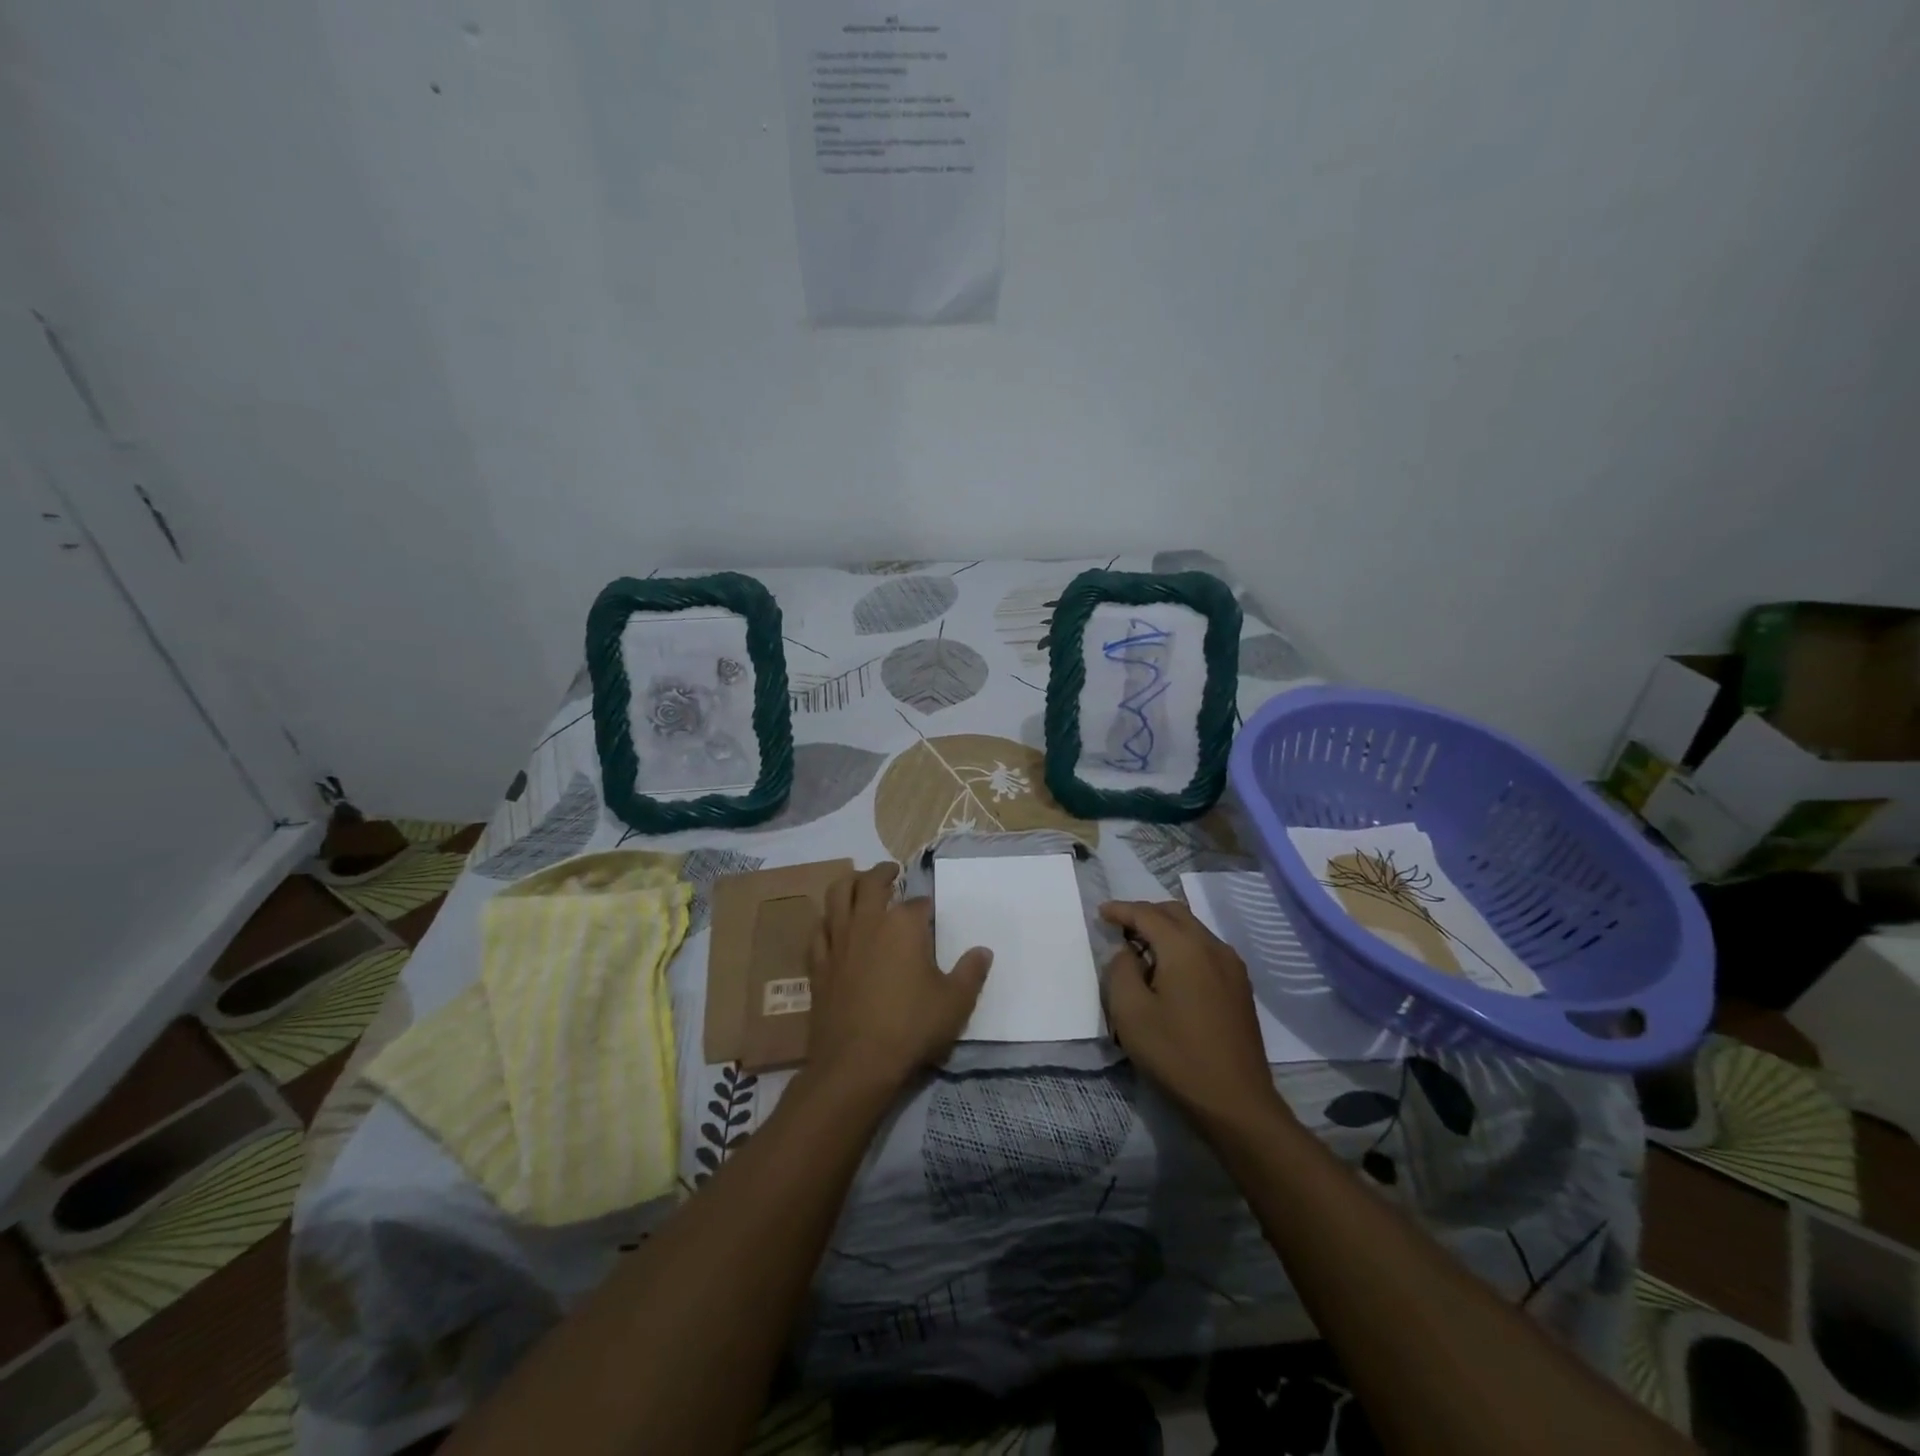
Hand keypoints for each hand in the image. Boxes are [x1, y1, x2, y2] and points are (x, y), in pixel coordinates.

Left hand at [806, 863, 992, 1096]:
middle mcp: (868, 921)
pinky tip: (833, 925)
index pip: (918, 903)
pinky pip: (819, 930)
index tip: (930, 915)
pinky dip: (827, 920)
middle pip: (871, 883)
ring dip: (850, 883)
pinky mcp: (818, 963)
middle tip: (891, 872)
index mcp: (904, 924)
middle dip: (883, 873)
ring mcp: (838, 940)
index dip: (926, 908)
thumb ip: (971, 972)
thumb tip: (983, 951)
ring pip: (837, 896)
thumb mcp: (955, 1002)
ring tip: (858, 883)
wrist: (856, 1062)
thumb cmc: (911, 1027)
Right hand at [1100, 900, 1283, 1130]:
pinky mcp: (1240, 987)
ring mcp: (1232, 967)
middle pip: (1175, 913)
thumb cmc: (1176, 1054)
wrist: (1236, 1102)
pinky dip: (1183, 946)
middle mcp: (1212, 947)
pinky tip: (1172, 971)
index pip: (1147, 914)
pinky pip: (1206, 949)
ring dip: (1166, 930)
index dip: (1121, 910)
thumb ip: (1121, 970)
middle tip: (1120, 927)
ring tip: (1143, 949)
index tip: (1101, 913)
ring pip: (1194, 930)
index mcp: (1184, 947)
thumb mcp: (1130, 1012)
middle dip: (1145, 913)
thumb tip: (1128, 953)